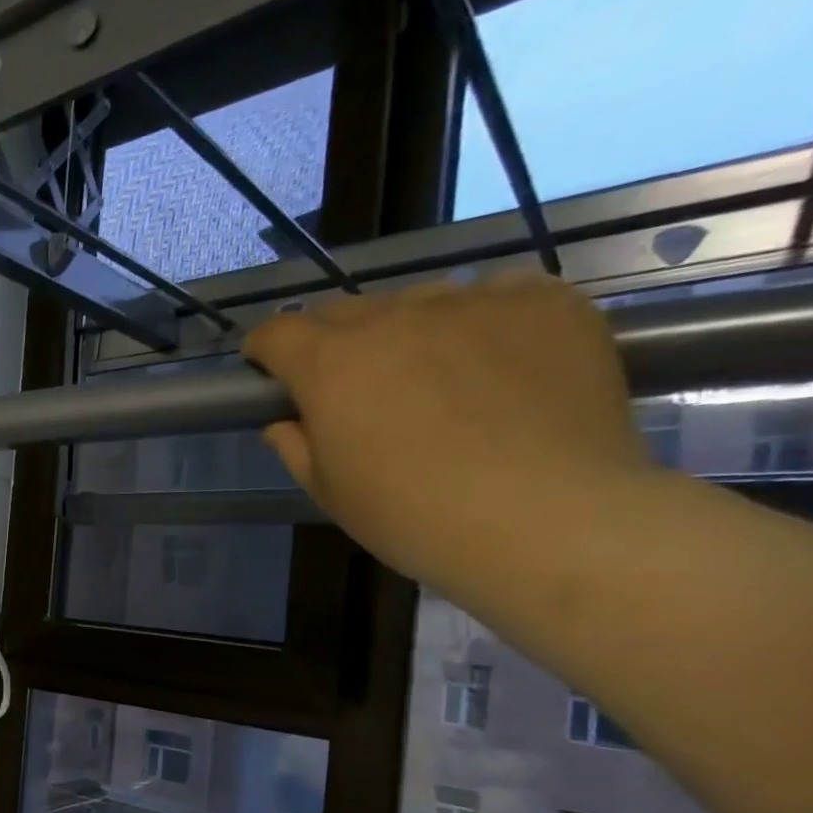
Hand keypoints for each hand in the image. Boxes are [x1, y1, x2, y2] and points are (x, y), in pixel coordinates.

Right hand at [242, 275, 655, 591]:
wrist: (547, 519)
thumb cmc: (412, 516)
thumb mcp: (329, 491)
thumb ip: (296, 447)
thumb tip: (286, 423)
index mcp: (330, 365)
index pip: (277, 331)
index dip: (265, 350)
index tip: (270, 373)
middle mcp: (394, 318)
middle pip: (345, 310)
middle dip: (333, 342)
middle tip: (352, 385)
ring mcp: (474, 303)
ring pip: (420, 301)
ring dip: (408, 330)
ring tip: (434, 374)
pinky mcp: (546, 303)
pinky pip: (498, 293)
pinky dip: (483, 317)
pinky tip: (497, 359)